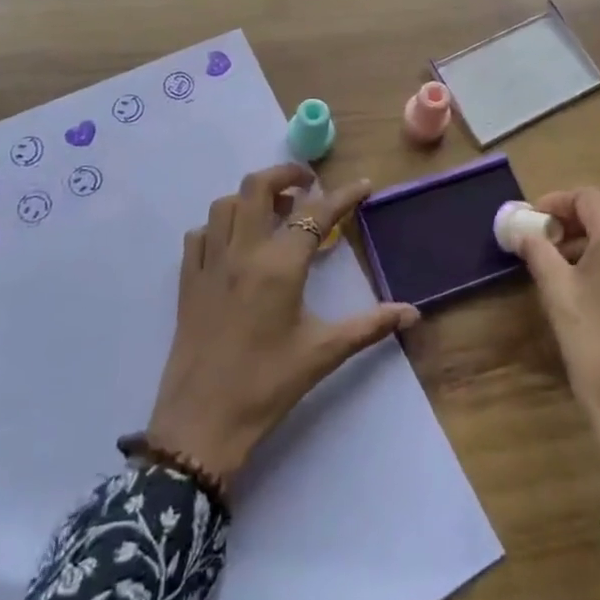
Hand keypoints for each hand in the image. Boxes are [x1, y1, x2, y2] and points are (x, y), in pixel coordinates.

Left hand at [144, 164, 418, 483]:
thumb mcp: (323, 354)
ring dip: (251, 198)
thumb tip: (412, 313)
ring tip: (274, 214)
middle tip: (309, 186)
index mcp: (279, 266)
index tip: (364, 185)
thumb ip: (369, 326)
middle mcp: (242, 252)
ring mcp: (209, 263)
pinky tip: (235, 244)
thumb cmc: (267, 386)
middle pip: (258, 186)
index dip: (344, 195)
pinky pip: (199, 234)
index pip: (316, 213)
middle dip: (286, 175)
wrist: (201, 424)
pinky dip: (219, 226)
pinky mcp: (187, 281)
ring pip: (225, 204)